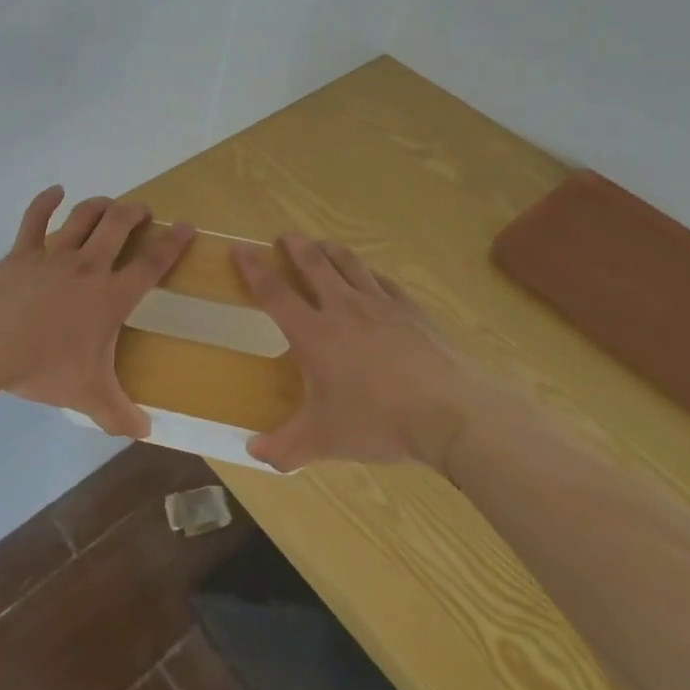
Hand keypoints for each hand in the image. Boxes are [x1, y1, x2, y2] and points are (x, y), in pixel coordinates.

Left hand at [0, 186, 193, 436]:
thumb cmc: (44, 366)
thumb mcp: (87, 396)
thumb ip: (119, 414)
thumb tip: (146, 434)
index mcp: (110, 296)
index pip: (151, 264)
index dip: (172, 244)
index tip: (186, 226)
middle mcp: (87, 267)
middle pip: (118, 226)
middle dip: (135, 213)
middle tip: (144, 210)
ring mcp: (54, 255)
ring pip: (84, 217)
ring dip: (100, 205)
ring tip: (110, 204)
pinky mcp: (22, 252)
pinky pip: (35, 219)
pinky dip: (46, 201)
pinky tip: (56, 190)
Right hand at [233, 235, 492, 473]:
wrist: (449, 412)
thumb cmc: (377, 421)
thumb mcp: (324, 440)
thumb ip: (285, 448)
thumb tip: (252, 453)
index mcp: (314, 334)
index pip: (274, 293)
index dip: (254, 269)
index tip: (239, 247)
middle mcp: (343, 309)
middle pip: (314, 265)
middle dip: (296, 247)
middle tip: (285, 235)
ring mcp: (381, 305)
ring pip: (350, 265)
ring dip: (331, 251)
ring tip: (322, 244)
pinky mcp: (412, 311)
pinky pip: (386, 282)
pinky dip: (372, 273)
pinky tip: (373, 276)